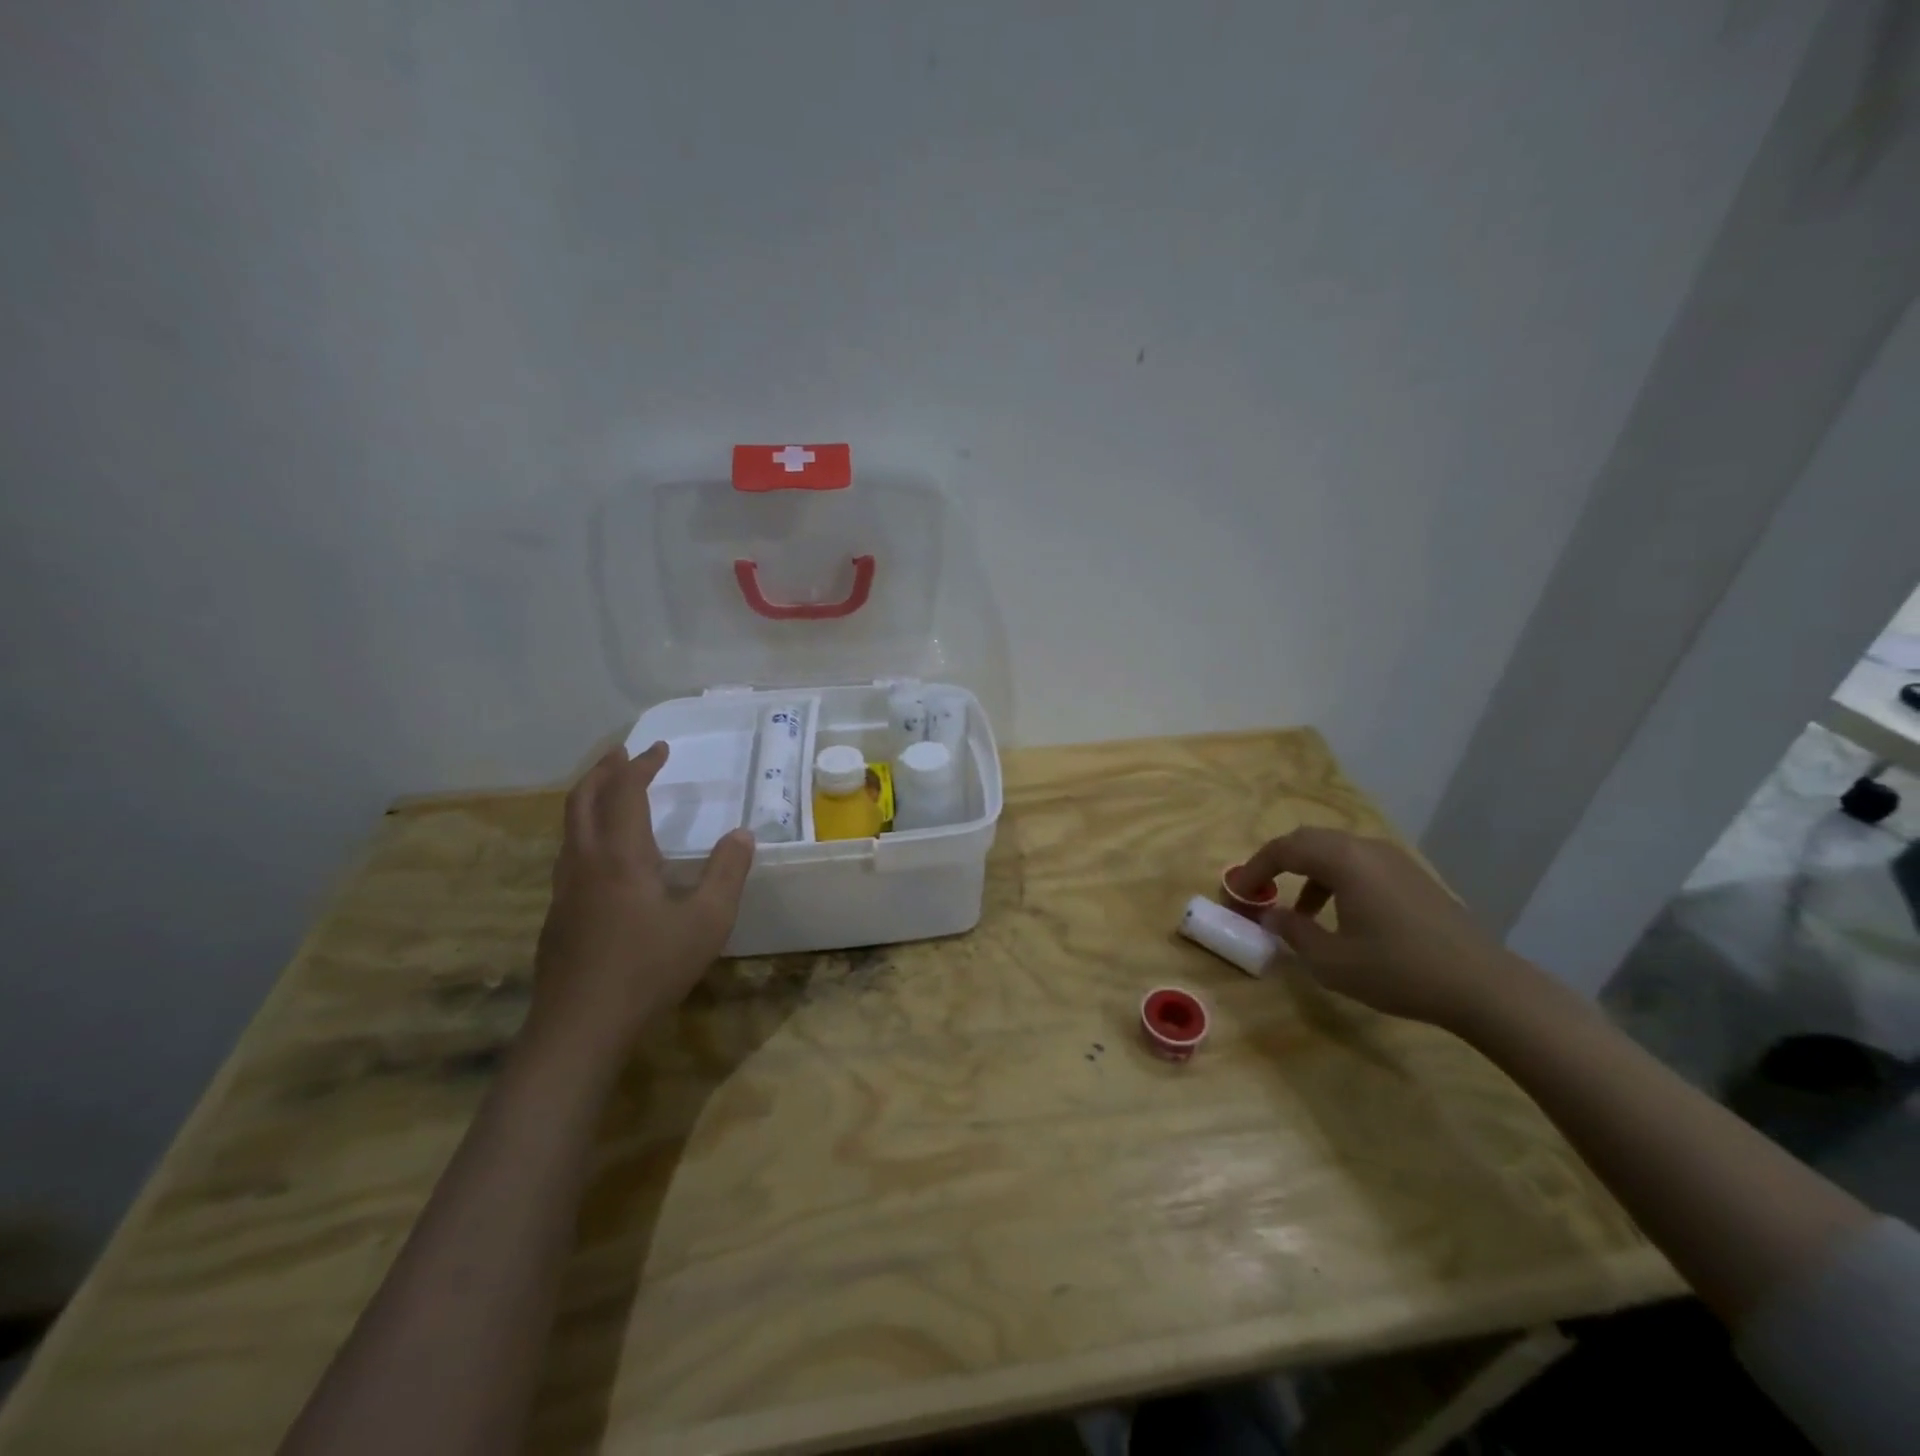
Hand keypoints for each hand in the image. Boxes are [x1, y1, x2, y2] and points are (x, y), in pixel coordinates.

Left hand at [528, 741, 753, 1058]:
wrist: (580, 1027)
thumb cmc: (649, 967)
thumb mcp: (708, 921)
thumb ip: (727, 872)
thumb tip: (742, 834)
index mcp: (620, 855)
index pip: (624, 792)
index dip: (641, 765)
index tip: (660, 748)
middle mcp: (585, 862)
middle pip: (582, 799)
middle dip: (602, 770)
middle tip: (622, 754)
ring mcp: (565, 890)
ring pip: (569, 827)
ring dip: (588, 798)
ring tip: (610, 792)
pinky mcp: (558, 916)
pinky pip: (569, 854)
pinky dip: (585, 831)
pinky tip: (605, 856)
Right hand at [1241, 827, 1533, 1033]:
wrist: (1483, 986)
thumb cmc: (1397, 970)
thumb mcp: (1331, 961)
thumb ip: (1293, 933)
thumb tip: (1272, 916)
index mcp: (1343, 860)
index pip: (1284, 849)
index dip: (1254, 867)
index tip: (1238, 891)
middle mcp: (1366, 848)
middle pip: (1309, 841)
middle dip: (1279, 862)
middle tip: (1260, 890)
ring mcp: (1394, 860)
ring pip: (1336, 852)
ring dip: (1308, 873)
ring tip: (1299, 912)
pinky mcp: (1413, 877)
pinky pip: (1360, 864)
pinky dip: (1336, 880)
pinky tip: (1340, 916)